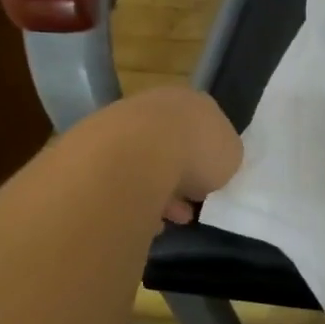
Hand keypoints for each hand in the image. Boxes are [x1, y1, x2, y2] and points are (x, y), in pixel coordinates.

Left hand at [108, 87, 242, 223]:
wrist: (136, 154)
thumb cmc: (196, 152)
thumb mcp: (231, 158)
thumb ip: (223, 159)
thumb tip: (210, 168)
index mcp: (194, 102)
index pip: (206, 128)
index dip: (210, 158)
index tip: (210, 184)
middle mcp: (157, 105)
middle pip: (173, 144)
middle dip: (180, 178)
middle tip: (187, 207)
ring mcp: (122, 122)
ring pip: (144, 162)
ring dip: (156, 192)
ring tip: (165, 222)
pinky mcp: (93, 144)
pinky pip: (120, 176)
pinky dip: (131, 197)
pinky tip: (141, 219)